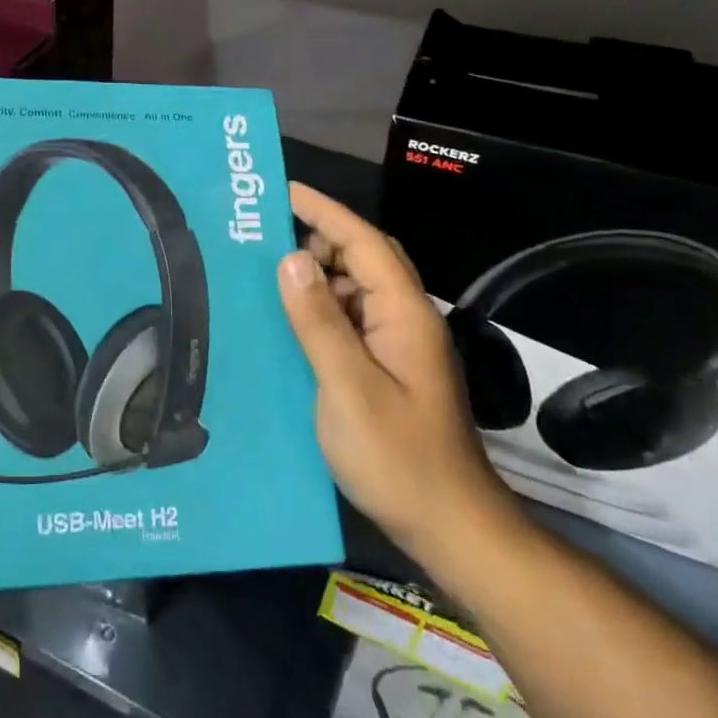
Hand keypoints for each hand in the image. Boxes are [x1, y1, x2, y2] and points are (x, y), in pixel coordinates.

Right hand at [277, 184, 519, 571]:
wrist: (450, 527)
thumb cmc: (398, 458)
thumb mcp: (348, 387)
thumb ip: (319, 321)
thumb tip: (292, 258)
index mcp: (404, 314)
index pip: (365, 243)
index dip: (325, 212)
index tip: (284, 190)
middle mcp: (407, 320)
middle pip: (365, 259)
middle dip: (320, 238)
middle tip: (267, 238)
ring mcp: (400, 346)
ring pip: (358, 290)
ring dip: (319, 276)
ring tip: (268, 277)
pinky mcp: (390, 370)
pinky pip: (353, 321)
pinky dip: (322, 310)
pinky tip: (290, 324)